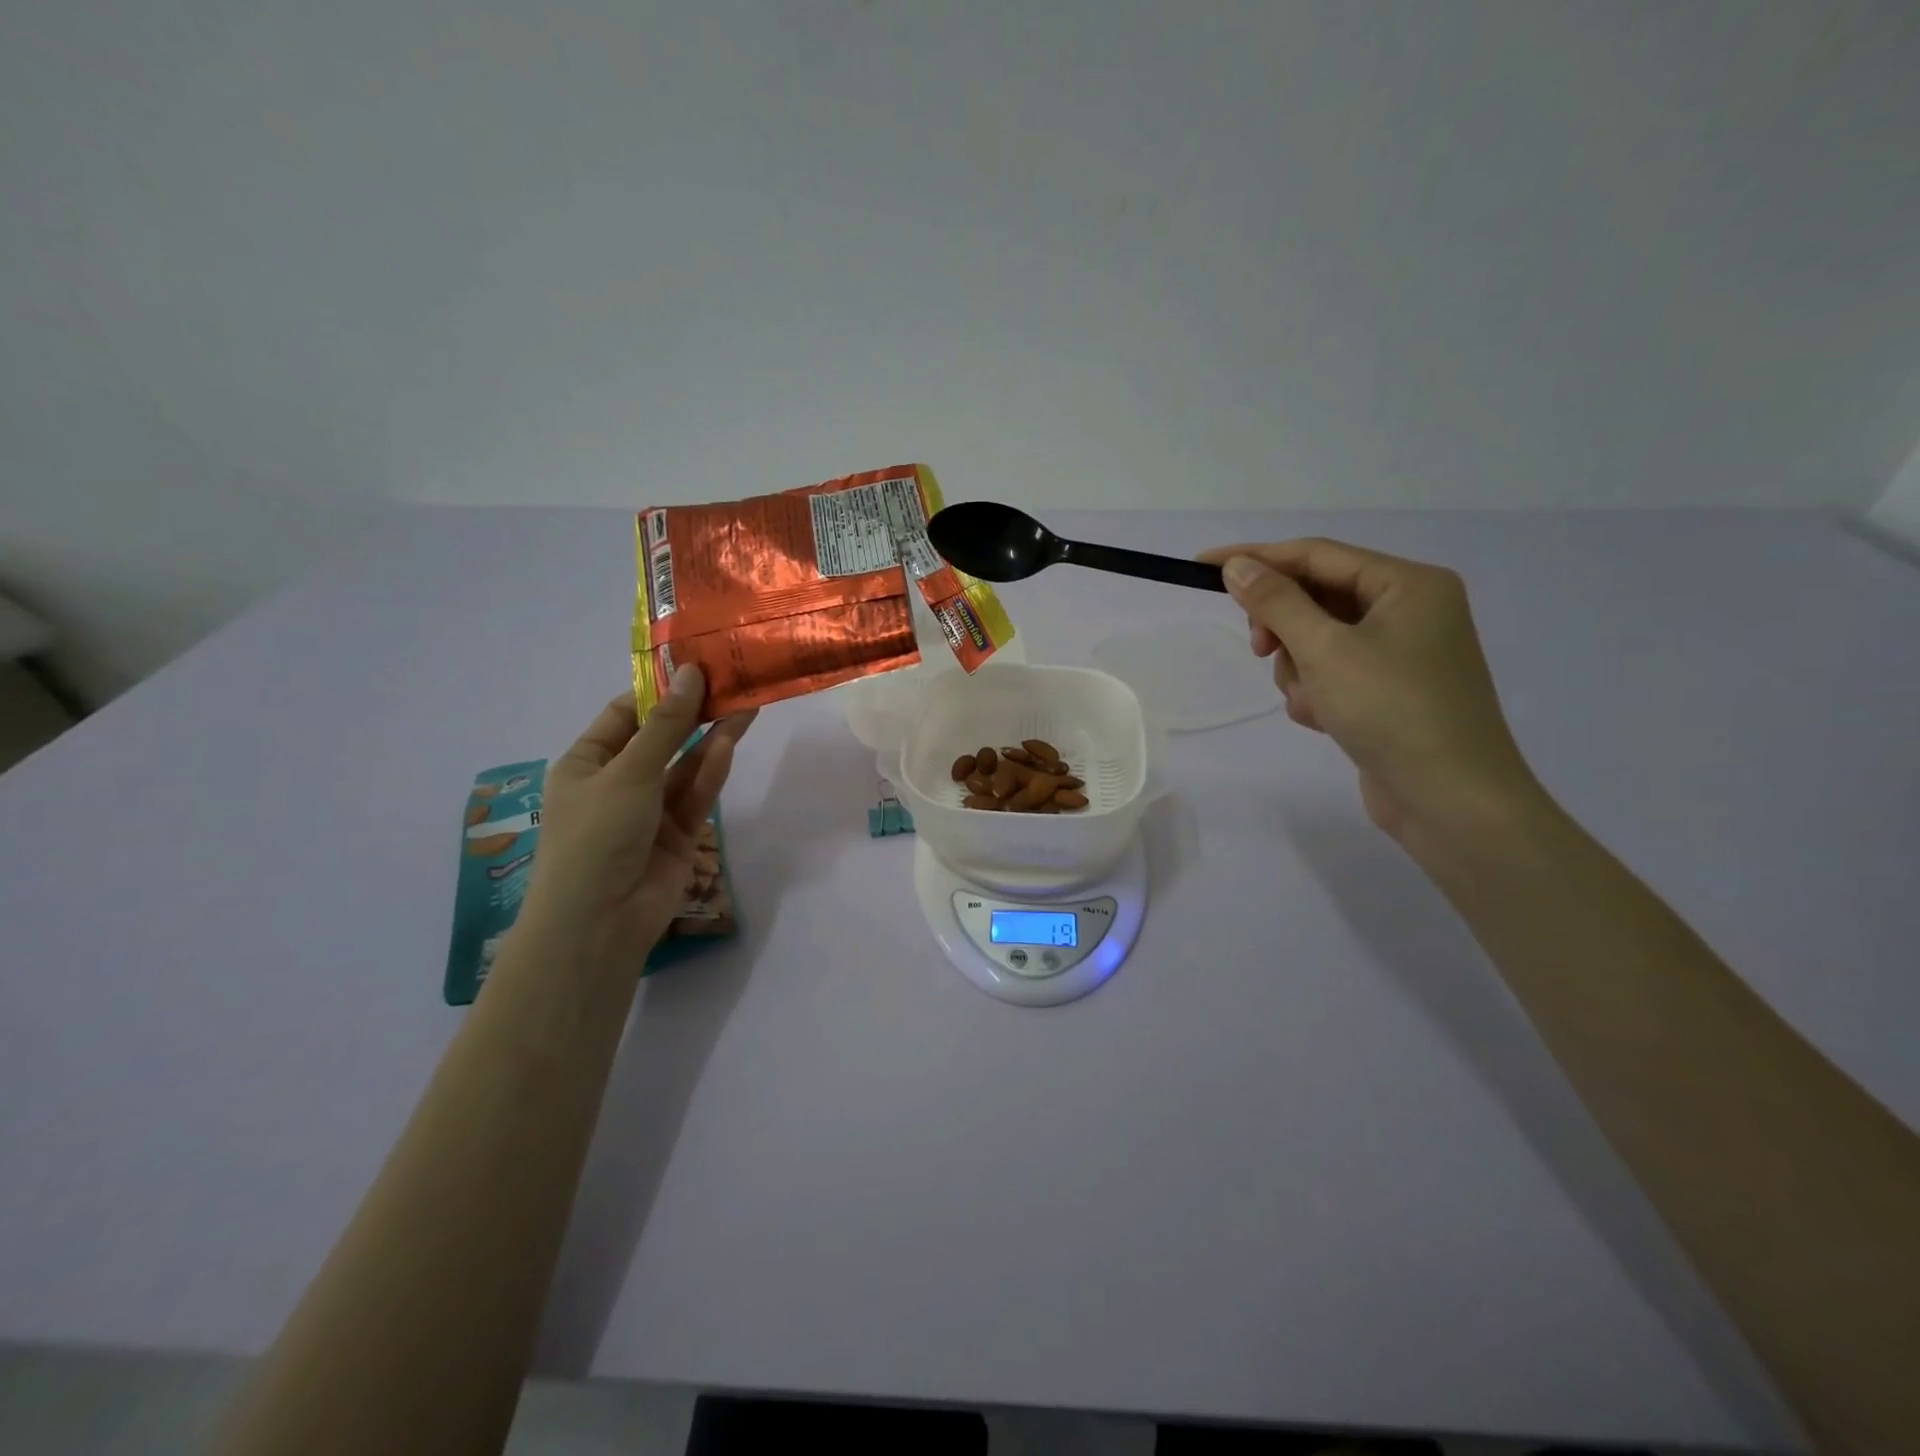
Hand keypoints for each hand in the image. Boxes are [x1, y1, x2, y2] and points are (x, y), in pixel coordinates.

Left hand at [517, 666, 755, 969]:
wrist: (601, 921)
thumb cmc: (597, 834)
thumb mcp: (629, 771)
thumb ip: (667, 724)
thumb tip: (692, 673)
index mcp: (587, 762)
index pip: (625, 714)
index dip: (660, 689)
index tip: (696, 664)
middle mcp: (618, 781)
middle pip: (662, 738)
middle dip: (694, 711)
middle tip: (732, 679)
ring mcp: (650, 809)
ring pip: (685, 765)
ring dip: (712, 737)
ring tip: (746, 703)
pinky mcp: (679, 834)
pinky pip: (696, 794)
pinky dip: (711, 771)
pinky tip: (731, 741)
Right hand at [1199, 538, 1541, 846]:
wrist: (1451, 801)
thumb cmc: (1392, 710)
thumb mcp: (1325, 650)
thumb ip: (1276, 603)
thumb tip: (1235, 566)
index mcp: (1407, 584)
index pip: (1316, 555)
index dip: (1257, 558)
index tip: (1202, 566)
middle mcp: (1408, 610)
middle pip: (1316, 598)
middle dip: (1284, 628)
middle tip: (1259, 651)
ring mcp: (1399, 653)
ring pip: (1316, 641)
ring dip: (1299, 670)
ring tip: (1313, 702)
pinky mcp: (1386, 692)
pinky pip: (1331, 674)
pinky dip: (1316, 693)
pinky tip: (1326, 720)